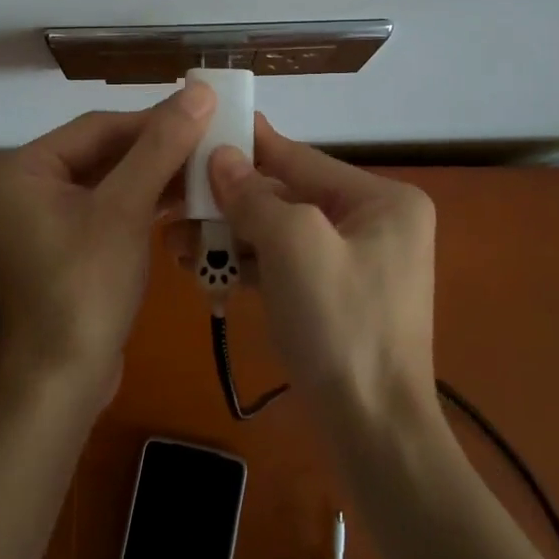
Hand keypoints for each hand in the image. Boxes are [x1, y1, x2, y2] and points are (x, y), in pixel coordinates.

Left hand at [0, 86, 214, 408]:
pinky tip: (187, 197)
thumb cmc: (85, 288)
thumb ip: (161, 147)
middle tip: (212, 139)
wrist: (62, 384)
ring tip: (209, 166)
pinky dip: (145, 202)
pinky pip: (109, 207)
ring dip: (156, 175)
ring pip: (110, 180)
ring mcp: (45, 216)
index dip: (153, 119)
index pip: (98, 126)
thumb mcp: (125, 210)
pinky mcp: (67, 243)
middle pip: (104, 151)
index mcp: (22, 167)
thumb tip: (199, 90)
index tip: (204, 112)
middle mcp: (26, 184)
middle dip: (157, 149)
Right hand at [206, 115, 439, 423]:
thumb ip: (253, 195)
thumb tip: (220, 156)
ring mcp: (355, 263)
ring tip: (176, 242)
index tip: (206, 124)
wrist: (373, 434)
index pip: (301, 158)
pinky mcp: (335, 298)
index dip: (250, 143)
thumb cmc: (341, 325)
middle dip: (230, 203)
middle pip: (287, 197)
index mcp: (382, 200)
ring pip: (280, 235)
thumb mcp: (293, 246)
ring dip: (230, 238)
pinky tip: (202, 270)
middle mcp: (374, 223)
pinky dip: (247, 267)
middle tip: (175, 199)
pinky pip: (285, 267)